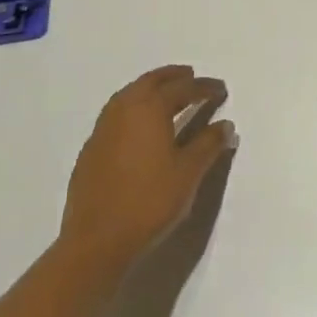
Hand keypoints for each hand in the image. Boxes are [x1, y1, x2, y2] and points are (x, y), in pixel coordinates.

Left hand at [60, 66, 237, 272]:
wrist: (97, 241)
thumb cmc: (149, 202)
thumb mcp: (188, 173)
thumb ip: (208, 145)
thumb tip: (225, 125)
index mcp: (149, 108)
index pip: (182, 88)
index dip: (204, 87)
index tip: (221, 89)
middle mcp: (123, 109)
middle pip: (150, 82)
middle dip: (173, 77)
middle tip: (191, 76)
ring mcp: (103, 128)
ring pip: (129, 95)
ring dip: (150, 88)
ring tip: (167, 94)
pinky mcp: (91, 149)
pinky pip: (116, 113)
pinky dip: (134, 108)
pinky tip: (140, 125)